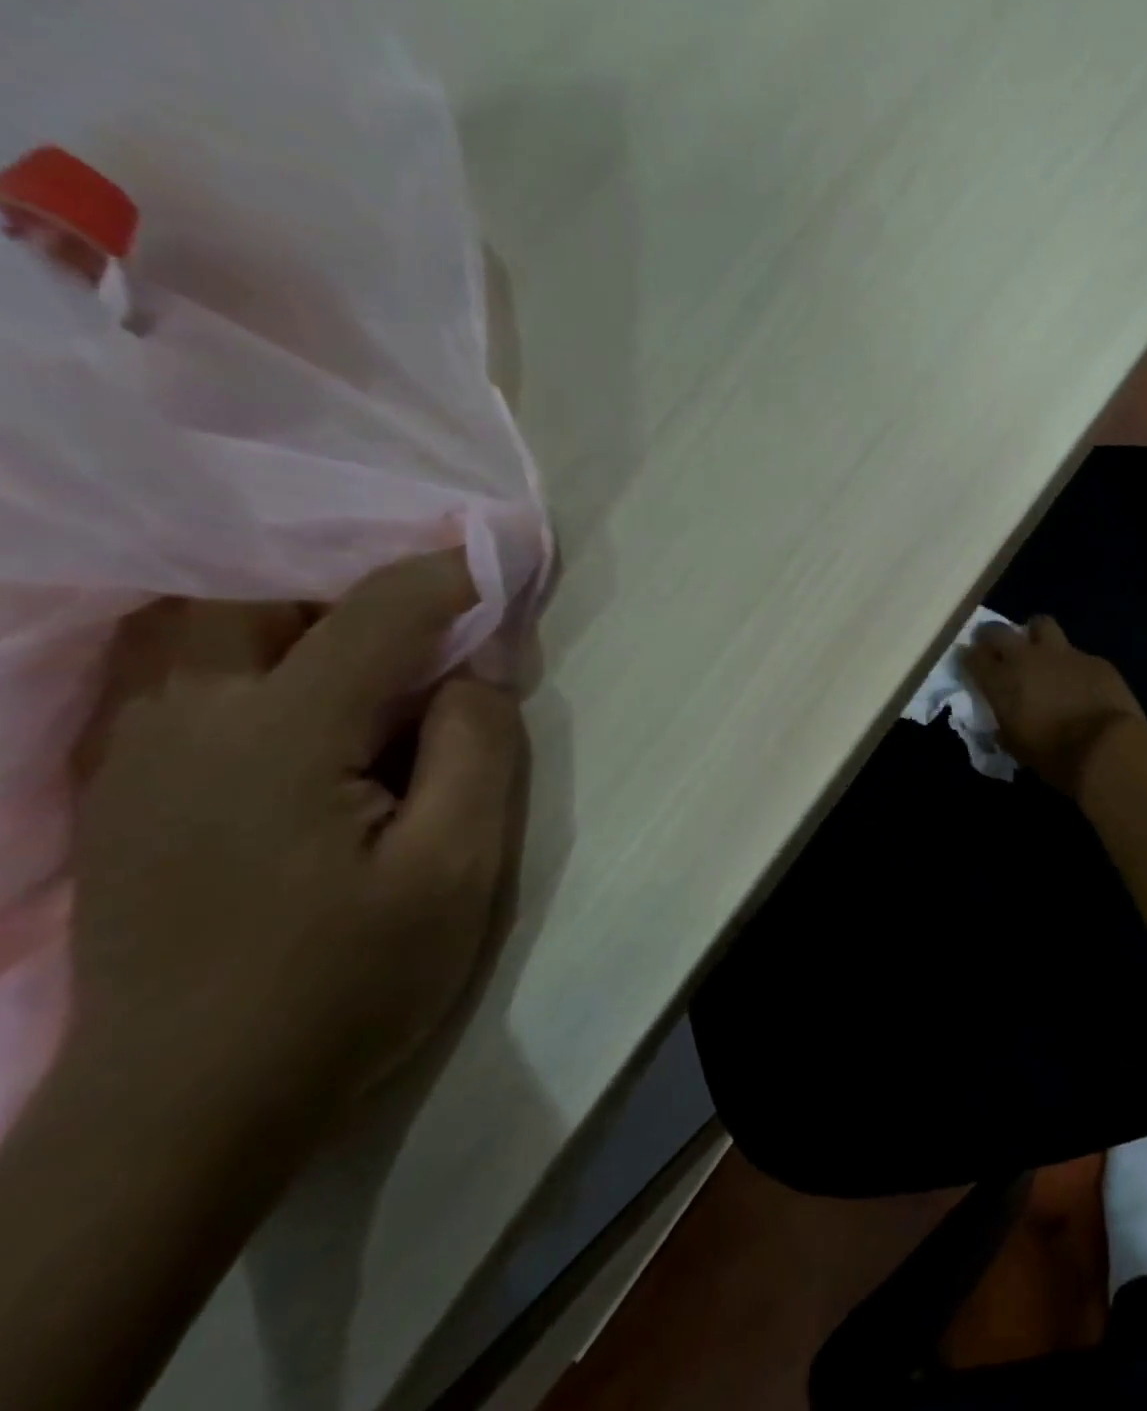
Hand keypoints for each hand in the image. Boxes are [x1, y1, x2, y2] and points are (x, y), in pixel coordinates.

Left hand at [67, 552, 525, 1127]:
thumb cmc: (346, 985)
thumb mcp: (456, 870)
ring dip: (295, 620)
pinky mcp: (123, 792)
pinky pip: (179, 680)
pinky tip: (303, 713)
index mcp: (276, 735)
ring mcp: (135, 756)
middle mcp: (185, 721)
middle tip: (430, 632)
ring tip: (373, 667)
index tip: (502, 562)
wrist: (190, 1106)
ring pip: (202, 631)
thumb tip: (474, 677)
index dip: (448, 576)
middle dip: (354, 590)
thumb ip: (476, 752)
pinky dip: (251, 660)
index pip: (375, 612)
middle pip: (258, 596)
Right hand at [960, 615, 1146, 794]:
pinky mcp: (1093, 659)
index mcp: (1001, 681)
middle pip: (998, 630)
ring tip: (1039, 650)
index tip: (970, 664)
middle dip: (991, 636)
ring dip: (1034, 635)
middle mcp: (1026, 658)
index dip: (968, 659)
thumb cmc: (1054, 756)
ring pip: (1041, 624)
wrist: (1107, 748)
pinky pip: (1076, 653)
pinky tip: (1080, 681)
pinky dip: (1071, 664)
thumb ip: (1005, 728)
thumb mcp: (1017, 747)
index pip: (972, 657)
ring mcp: (1062, 653)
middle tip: (996, 648)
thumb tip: (1003, 725)